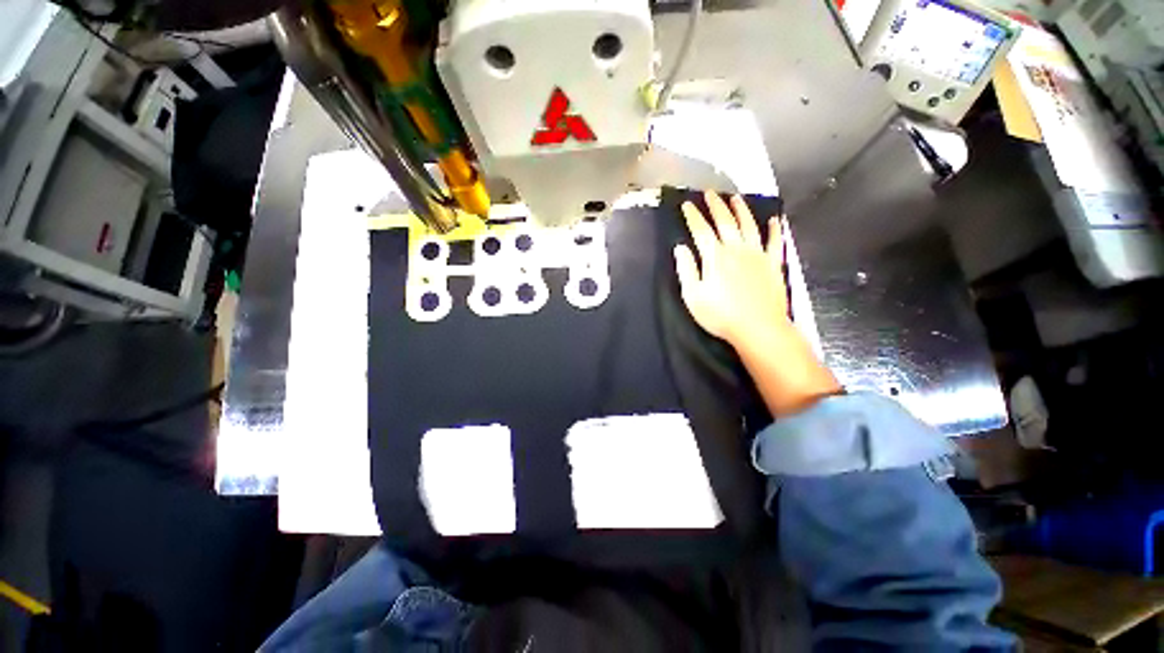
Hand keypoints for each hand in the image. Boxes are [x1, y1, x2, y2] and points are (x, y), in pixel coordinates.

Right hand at [675, 191, 840, 416]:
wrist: (760, 328)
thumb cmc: (723, 317)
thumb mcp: (694, 298)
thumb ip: (687, 270)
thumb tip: (681, 248)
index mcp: (715, 256)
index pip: (700, 230)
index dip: (693, 216)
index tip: (687, 204)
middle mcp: (736, 248)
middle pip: (725, 221)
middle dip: (715, 205)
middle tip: (710, 192)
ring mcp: (757, 254)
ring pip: (749, 225)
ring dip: (741, 209)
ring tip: (736, 198)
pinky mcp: (774, 263)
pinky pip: (775, 242)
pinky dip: (775, 229)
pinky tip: (775, 220)